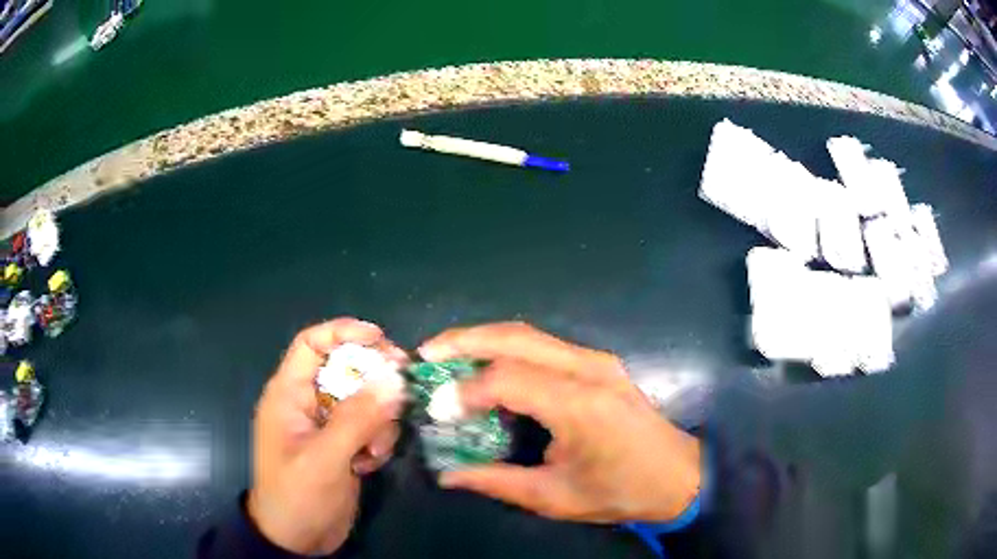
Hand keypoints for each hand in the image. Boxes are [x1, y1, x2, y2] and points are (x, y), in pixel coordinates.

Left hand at [248, 318, 405, 554]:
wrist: (299, 540)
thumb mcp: (325, 458)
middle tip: (402, 386)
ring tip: (372, 451)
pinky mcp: (342, 445)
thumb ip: (358, 418)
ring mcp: (327, 425)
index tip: (381, 338)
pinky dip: (376, 441)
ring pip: (363, 401)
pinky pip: (369, 427)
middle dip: (373, 380)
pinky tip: (368, 465)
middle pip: (345, 369)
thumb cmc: (298, 496)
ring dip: (377, 421)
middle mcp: (308, 403)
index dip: (343, 332)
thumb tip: (394, 378)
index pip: (311, 344)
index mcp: (289, 394)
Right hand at [419, 322, 700, 523]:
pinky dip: (507, 348)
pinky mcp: (600, 363)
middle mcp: (589, 370)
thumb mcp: (555, 498)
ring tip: (447, 354)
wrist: (679, 476)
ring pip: (529, 334)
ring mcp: (597, 360)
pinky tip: (487, 364)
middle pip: (516, 338)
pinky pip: (544, 345)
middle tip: (427, 353)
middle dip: (465, 340)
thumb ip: (497, 482)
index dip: (466, 390)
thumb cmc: (621, 491)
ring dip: (484, 339)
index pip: (508, 379)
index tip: (438, 410)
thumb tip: (447, 475)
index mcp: (580, 406)